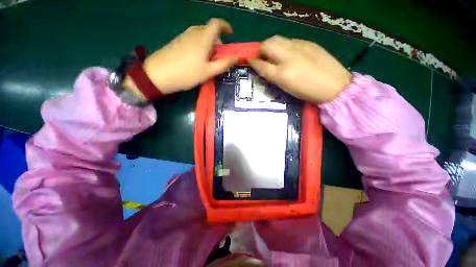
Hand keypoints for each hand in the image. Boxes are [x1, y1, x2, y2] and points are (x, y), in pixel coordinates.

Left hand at [123, 18, 237, 98]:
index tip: (231, 33)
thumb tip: (236, 58)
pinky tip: (197, 59)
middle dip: (218, 40)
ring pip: (200, 35)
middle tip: (219, 55)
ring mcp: (183, 36)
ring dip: (208, 44)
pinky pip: (192, 39)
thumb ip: (223, 64)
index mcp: (203, 38)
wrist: (159, 74)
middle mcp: (193, 33)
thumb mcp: (209, 71)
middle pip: (209, 30)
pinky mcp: (177, 41)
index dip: (225, 25)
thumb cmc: (187, 73)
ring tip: (209, 59)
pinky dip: (200, 45)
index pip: (216, 24)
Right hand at [248, 36, 350, 102]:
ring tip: (274, 54)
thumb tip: (264, 67)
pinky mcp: (308, 43)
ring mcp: (299, 47)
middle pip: (267, 45)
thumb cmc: (307, 92)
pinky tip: (290, 54)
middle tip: (262, 56)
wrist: (334, 86)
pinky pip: (290, 41)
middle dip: (260, 49)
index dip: (253, 62)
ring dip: (271, 45)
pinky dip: (284, 46)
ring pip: (278, 39)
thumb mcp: (286, 88)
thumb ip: (273, 76)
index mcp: (282, 74)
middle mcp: (288, 58)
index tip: (250, 61)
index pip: (261, 65)